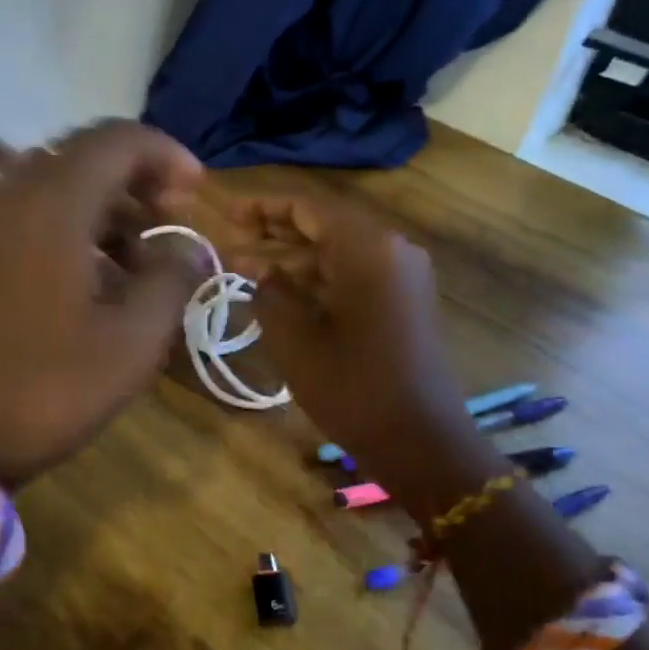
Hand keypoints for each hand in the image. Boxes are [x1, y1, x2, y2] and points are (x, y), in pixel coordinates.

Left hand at [0, 121, 207, 484]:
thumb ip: (172, 281)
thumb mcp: (132, 341)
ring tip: (142, 258)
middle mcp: (13, 198)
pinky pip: (34, 215)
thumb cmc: (48, 387)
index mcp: (52, 206)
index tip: (198, 190)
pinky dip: (75, 227)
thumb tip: (190, 249)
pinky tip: (99, 277)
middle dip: (138, 178)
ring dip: (108, 206)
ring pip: (58, 186)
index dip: (166, 154)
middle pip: (85, 157)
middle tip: (173, 216)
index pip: (116, 141)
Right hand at [230, 194, 496, 507]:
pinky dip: (319, 279)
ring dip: (294, 259)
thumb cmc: (353, 387)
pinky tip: (284, 292)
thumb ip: (269, 292)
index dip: (262, 207)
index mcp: (367, 247)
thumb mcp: (295, 339)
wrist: (422, 442)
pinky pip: (356, 275)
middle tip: (230, 237)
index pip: (307, 208)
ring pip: (339, 252)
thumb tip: (259, 270)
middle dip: (276, 232)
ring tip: (246, 268)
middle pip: (325, 226)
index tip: (226, 212)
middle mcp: (391, 249)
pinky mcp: (405, 302)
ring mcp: (403, 276)